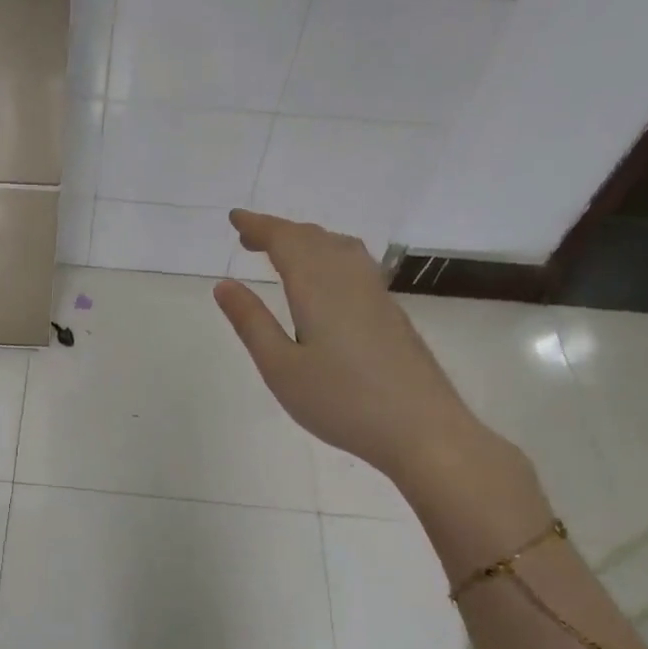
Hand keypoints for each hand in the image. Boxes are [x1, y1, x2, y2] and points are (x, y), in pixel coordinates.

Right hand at [213, 209, 489, 484]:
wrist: (422, 430)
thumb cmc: (341, 401)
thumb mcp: (280, 367)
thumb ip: (252, 323)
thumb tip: (224, 285)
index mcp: (318, 288)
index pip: (286, 241)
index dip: (259, 226)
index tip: (235, 218)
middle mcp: (349, 280)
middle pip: (314, 239)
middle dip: (279, 231)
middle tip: (249, 237)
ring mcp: (376, 295)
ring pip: (340, 248)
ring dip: (308, 241)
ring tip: (284, 253)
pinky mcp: (391, 314)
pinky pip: (355, 264)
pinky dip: (329, 256)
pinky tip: (326, 280)